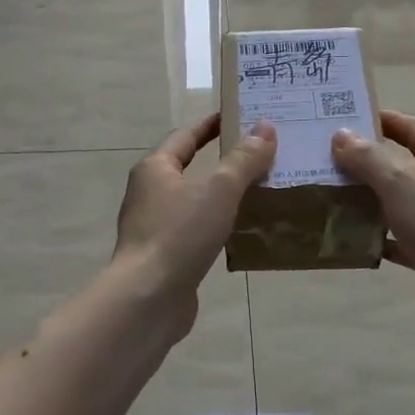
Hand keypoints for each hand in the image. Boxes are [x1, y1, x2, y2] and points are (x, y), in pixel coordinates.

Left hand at [114, 114, 277, 324]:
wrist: (148, 298)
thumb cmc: (180, 234)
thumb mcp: (219, 190)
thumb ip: (243, 160)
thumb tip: (265, 128)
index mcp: (155, 168)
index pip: (186, 136)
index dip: (212, 124)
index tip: (238, 115)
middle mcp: (149, 193)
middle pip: (188, 167)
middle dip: (222, 160)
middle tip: (259, 154)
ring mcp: (154, 226)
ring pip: (193, 201)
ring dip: (221, 195)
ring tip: (259, 191)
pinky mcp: (164, 255)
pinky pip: (195, 230)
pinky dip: (217, 225)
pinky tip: (241, 232)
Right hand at [331, 111, 414, 340]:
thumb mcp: (403, 183)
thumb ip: (369, 158)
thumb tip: (341, 135)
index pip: (413, 128)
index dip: (382, 120)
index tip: (345, 117)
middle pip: (403, 165)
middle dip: (367, 162)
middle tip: (324, 158)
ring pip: (399, 203)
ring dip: (368, 200)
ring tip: (328, 195)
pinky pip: (399, 239)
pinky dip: (377, 237)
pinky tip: (349, 238)